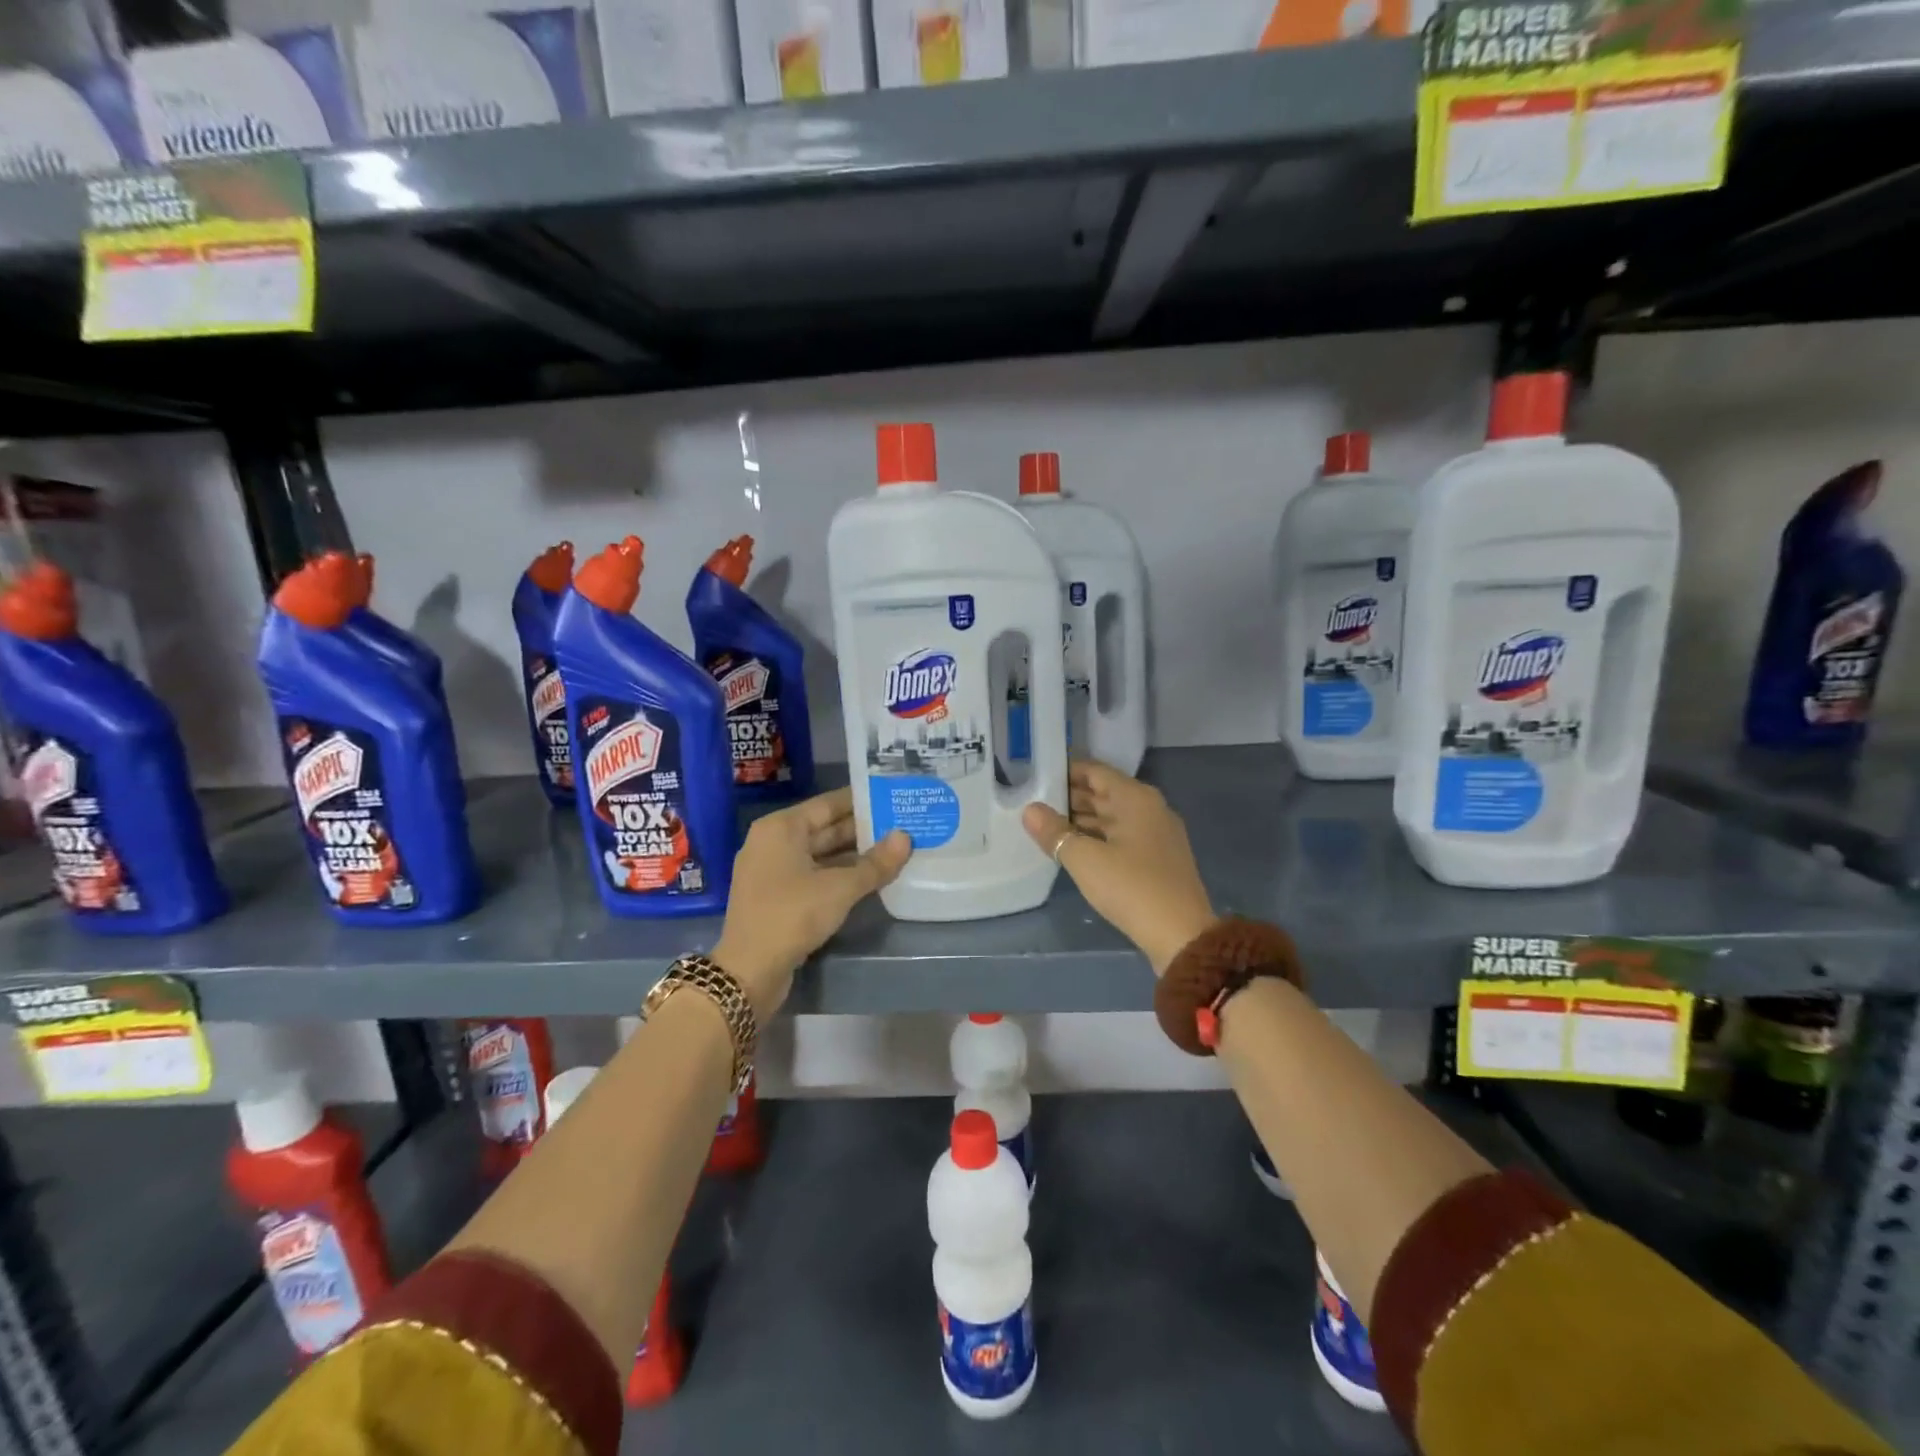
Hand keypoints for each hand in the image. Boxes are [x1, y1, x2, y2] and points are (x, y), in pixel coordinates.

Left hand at [712, 788, 910, 1017]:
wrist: (749, 971)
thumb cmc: (792, 915)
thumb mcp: (840, 888)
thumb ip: (875, 863)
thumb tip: (906, 837)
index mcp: (782, 827)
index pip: (828, 804)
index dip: (862, 801)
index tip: (893, 797)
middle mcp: (773, 841)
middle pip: (824, 828)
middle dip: (862, 829)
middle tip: (903, 825)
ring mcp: (772, 870)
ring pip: (821, 854)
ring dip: (854, 855)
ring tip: (895, 850)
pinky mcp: (776, 896)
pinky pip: (813, 874)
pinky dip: (839, 875)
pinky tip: (870, 878)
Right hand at [1023, 761, 1215, 975]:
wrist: (1181, 935)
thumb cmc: (1131, 887)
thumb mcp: (1084, 859)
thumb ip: (1055, 832)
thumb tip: (1030, 809)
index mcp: (1135, 798)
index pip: (1095, 771)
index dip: (1066, 771)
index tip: (1036, 774)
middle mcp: (1150, 807)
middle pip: (1105, 792)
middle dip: (1071, 796)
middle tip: (1034, 801)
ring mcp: (1157, 833)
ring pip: (1113, 816)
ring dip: (1083, 818)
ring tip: (1047, 824)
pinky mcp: (1158, 857)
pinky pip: (1122, 835)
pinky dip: (1098, 836)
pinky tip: (1075, 848)